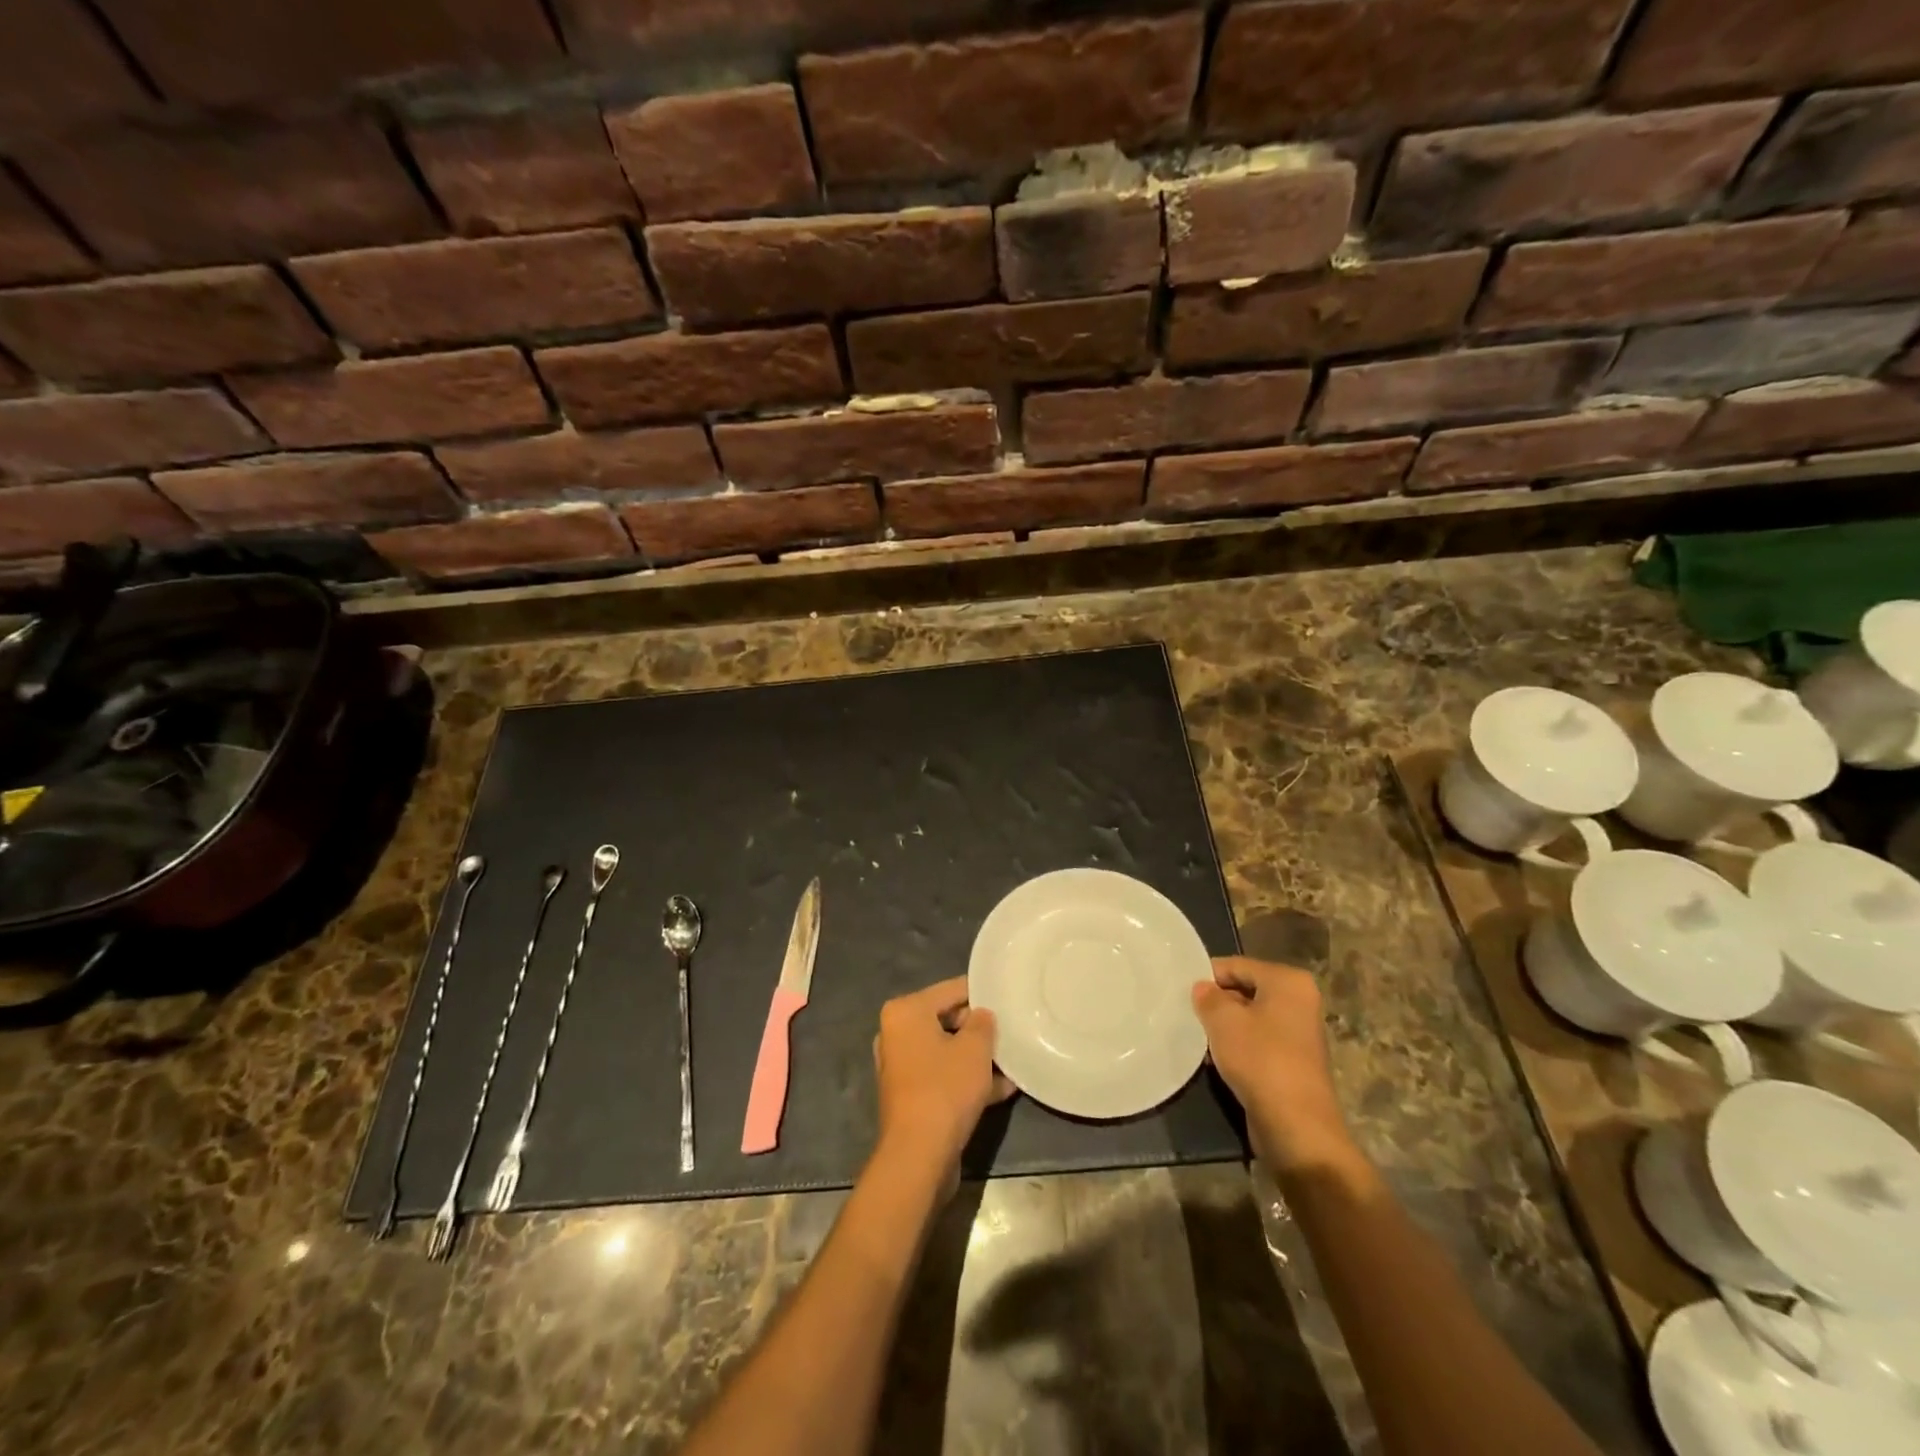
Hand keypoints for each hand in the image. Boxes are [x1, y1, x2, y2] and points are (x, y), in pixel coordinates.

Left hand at [872, 976, 1013, 1183]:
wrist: (919, 1155)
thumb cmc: (945, 1088)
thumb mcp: (975, 1048)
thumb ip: (983, 1023)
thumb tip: (981, 1015)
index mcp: (906, 1011)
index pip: (951, 989)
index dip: (981, 992)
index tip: (1007, 996)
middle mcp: (897, 1033)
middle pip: (947, 1020)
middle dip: (979, 1029)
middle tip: (1011, 1031)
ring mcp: (901, 1066)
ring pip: (947, 1051)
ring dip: (977, 1057)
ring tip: (1012, 1061)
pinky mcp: (911, 1095)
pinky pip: (943, 1076)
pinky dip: (967, 1079)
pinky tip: (1002, 1088)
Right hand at [1193, 957, 1355, 1173]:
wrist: (1296, 1126)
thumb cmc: (1260, 1059)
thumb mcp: (1223, 1020)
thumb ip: (1207, 997)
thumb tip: (1202, 988)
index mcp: (1288, 982)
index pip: (1237, 965)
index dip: (1207, 976)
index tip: (1181, 990)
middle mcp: (1299, 1001)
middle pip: (1245, 990)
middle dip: (1217, 1001)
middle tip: (1187, 1012)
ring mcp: (1299, 1033)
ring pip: (1250, 1018)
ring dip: (1225, 1026)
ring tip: (1198, 1036)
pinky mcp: (1293, 1062)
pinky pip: (1258, 1042)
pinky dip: (1238, 1047)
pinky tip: (1216, 1059)